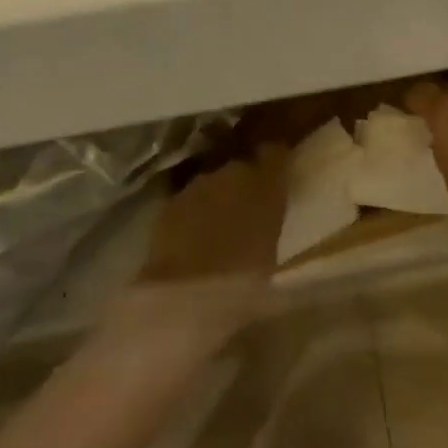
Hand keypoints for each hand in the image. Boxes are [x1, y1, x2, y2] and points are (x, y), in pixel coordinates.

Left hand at [101, 148, 290, 358]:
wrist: (187, 295)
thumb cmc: (245, 278)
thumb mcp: (273, 248)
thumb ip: (272, 218)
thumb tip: (271, 207)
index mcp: (266, 180)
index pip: (274, 152)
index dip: (275, 159)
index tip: (277, 170)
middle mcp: (232, 171)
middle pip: (241, 165)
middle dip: (244, 181)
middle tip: (248, 206)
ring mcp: (198, 185)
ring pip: (213, 181)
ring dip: (217, 195)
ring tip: (219, 223)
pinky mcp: (170, 202)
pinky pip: (189, 199)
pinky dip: (193, 210)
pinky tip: (193, 234)